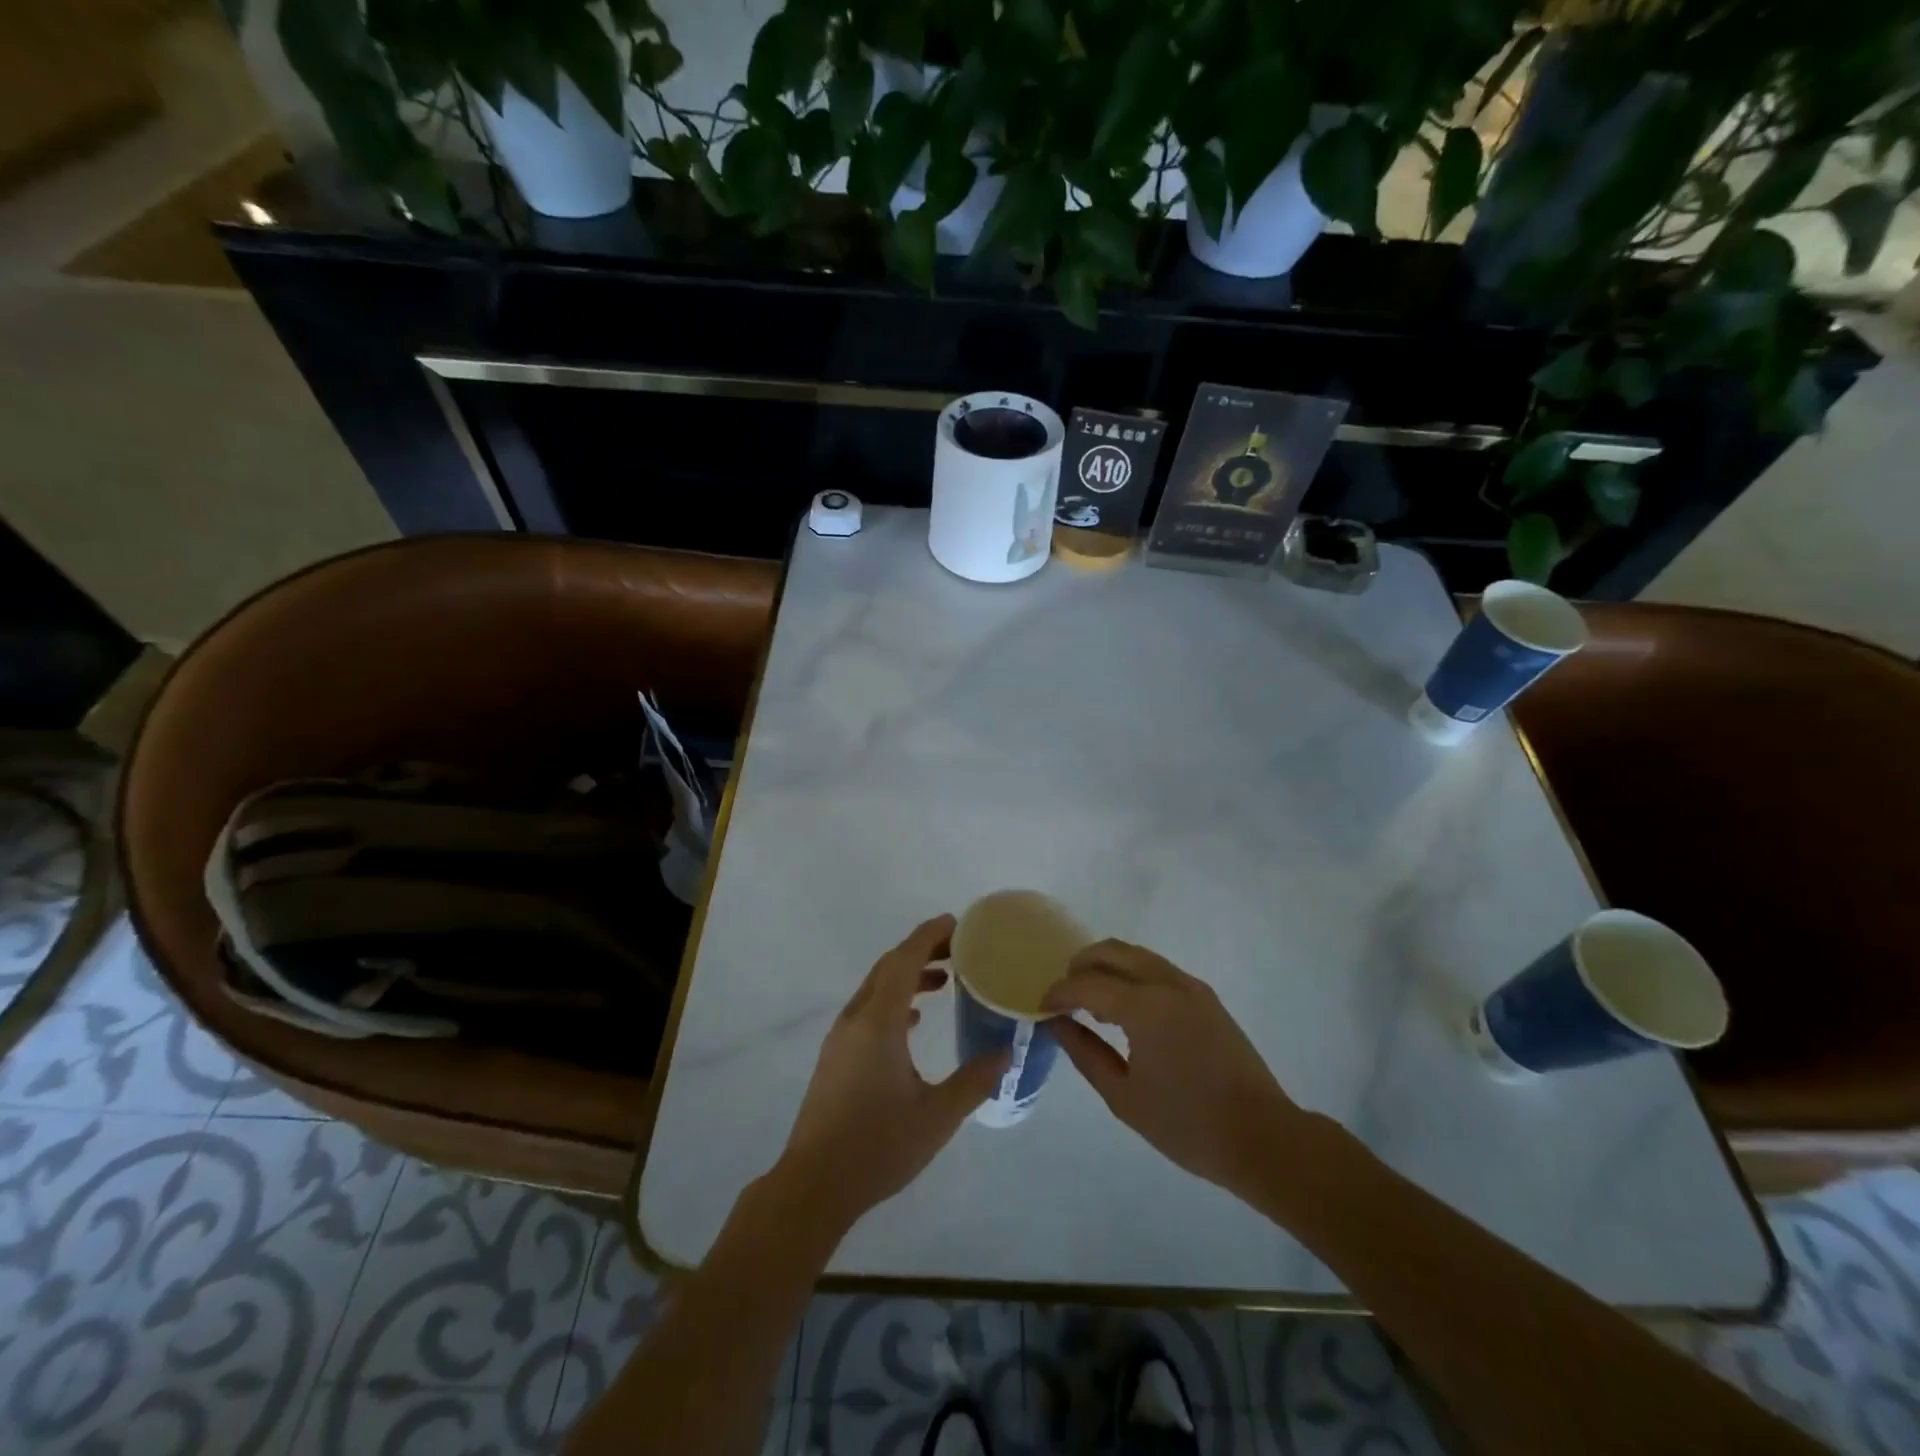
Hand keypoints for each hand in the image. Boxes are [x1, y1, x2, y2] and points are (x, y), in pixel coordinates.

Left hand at [775, 915, 1007, 1233]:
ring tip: (945, 980)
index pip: (904, 960)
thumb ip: (974, 1081)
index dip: (929, 936)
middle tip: (960, 949)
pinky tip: (915, 1020)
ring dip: (908, 975)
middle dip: (922, 950)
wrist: (814, 1185)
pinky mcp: (836, 1055)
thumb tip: (1006, 1052)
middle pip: (889, 967)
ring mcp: (841, 1037)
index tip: (957, 924)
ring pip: (877, 987)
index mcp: (879, 1022)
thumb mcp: (937, 1116)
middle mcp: (856, 1019)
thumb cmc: (878, 1147)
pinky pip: (869, 1009)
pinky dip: (895, 1000)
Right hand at [1043, 939, 1308, 1198]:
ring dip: (1107, 967)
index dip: (1060, 992)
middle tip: (1064, 994)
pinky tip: (1125, 1009)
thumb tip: (1058, 1024)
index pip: (1088, 984)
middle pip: (1112, 951)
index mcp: (1145, 1007)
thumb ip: (1085, 1054)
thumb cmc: (1187, 1125)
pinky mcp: (1205, 997)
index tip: (1042, 1007)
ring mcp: (1190, 986)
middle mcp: (1167, 983)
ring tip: (1091, 1002)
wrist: (1262, 1137)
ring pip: (1136, 955)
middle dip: (1081, 965)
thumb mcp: (1124, 1097)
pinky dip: (1131, 975)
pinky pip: (1157, 969)